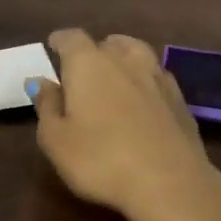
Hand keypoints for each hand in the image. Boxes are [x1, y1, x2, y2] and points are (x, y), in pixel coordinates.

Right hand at [29, 29, 220, 220]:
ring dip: (124, 57)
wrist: (169, 182)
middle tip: (83, 67)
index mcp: (89, 64)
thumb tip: (40, 81)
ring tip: (115, 72)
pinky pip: (157, 77)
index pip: (72, 38)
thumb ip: (47, 106)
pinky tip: (143, 97)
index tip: (53, 45)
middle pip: (107, 43)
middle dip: (93, 50)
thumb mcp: (56, 140)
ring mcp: (157, 78)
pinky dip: (145, 80)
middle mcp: (125, 61)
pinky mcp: (180, 100)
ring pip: (138, 54)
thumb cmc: (100, 160)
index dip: (61, 41)